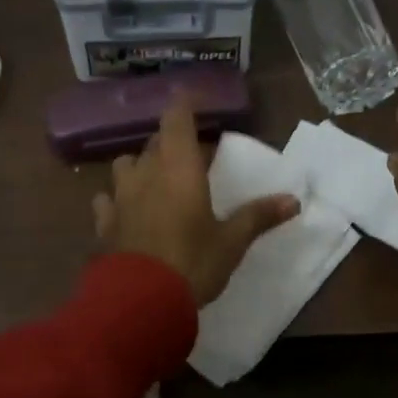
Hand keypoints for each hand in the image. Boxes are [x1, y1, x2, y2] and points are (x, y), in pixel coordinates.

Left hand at [92, 97, 299, 306]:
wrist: (138, 301)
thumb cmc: (192, 263)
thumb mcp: (232, 242)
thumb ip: (259, 216)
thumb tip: (294, 200)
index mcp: (179, 168)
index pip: (177, 119)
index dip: (184, 103)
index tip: (192, 95)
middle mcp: (146, 173)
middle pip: (154, 142)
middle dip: (170, 141)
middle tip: (190, 155)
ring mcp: (120, 196)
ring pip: (125, 164)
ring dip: (140, 165)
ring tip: (154, 179)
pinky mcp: (103, 223)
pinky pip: (106, 199)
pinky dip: (116, 198)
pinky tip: (124, 210)